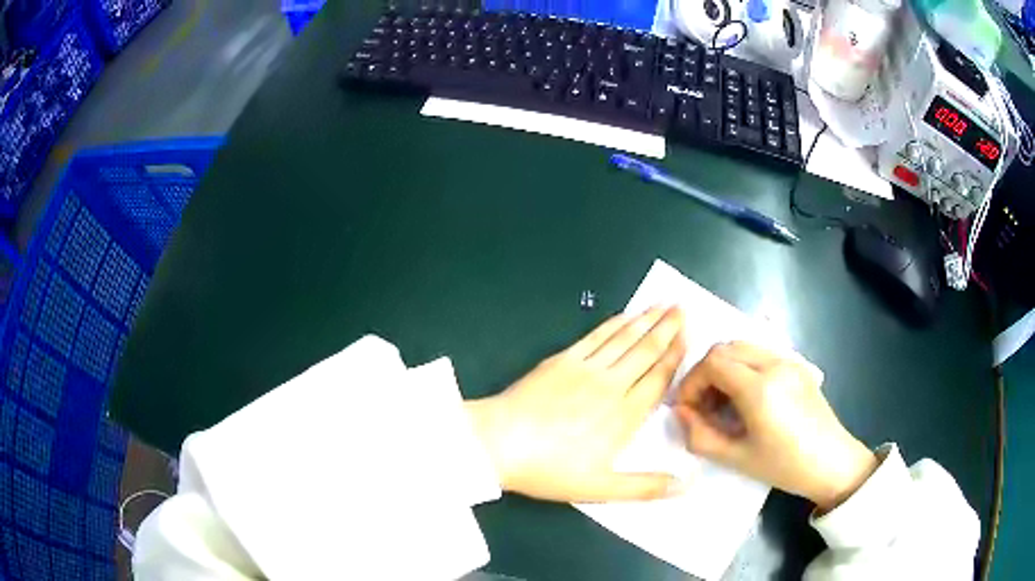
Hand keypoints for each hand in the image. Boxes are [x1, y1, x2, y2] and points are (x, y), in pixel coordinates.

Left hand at [466, 306, 685, 502]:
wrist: (498, 443)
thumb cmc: (549, 469)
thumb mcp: (601, 488)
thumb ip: (646, 486)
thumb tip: (686, 484)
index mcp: (624, 415)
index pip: (658, 379)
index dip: (675, 357)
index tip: (688, 338)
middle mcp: (611, 385)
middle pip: (646, 352)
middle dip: (667, 329)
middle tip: (682, 309)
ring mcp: (585, 368)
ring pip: (624, 339)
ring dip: (646, 320)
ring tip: (663, 305)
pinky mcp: (562, 359)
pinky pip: (595, 336)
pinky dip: (614, 323)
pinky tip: (624, 316)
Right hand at [674, 342, 878, 511]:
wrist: (833, 463)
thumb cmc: (785, 466)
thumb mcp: (737, 458)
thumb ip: (700, 436)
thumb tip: (679, 413)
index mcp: (760, 388)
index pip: (712, 363)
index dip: (691, 383)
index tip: (686, 409)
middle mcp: (774, 364)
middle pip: (725, 348)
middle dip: (705, 374)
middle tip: (702, 406)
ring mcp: (789, 361)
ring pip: (743, 347)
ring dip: (724, 368)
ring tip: (723, 403)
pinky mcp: (798, 365)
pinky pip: (761, 354)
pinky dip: (743, 367)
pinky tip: (746, 397)